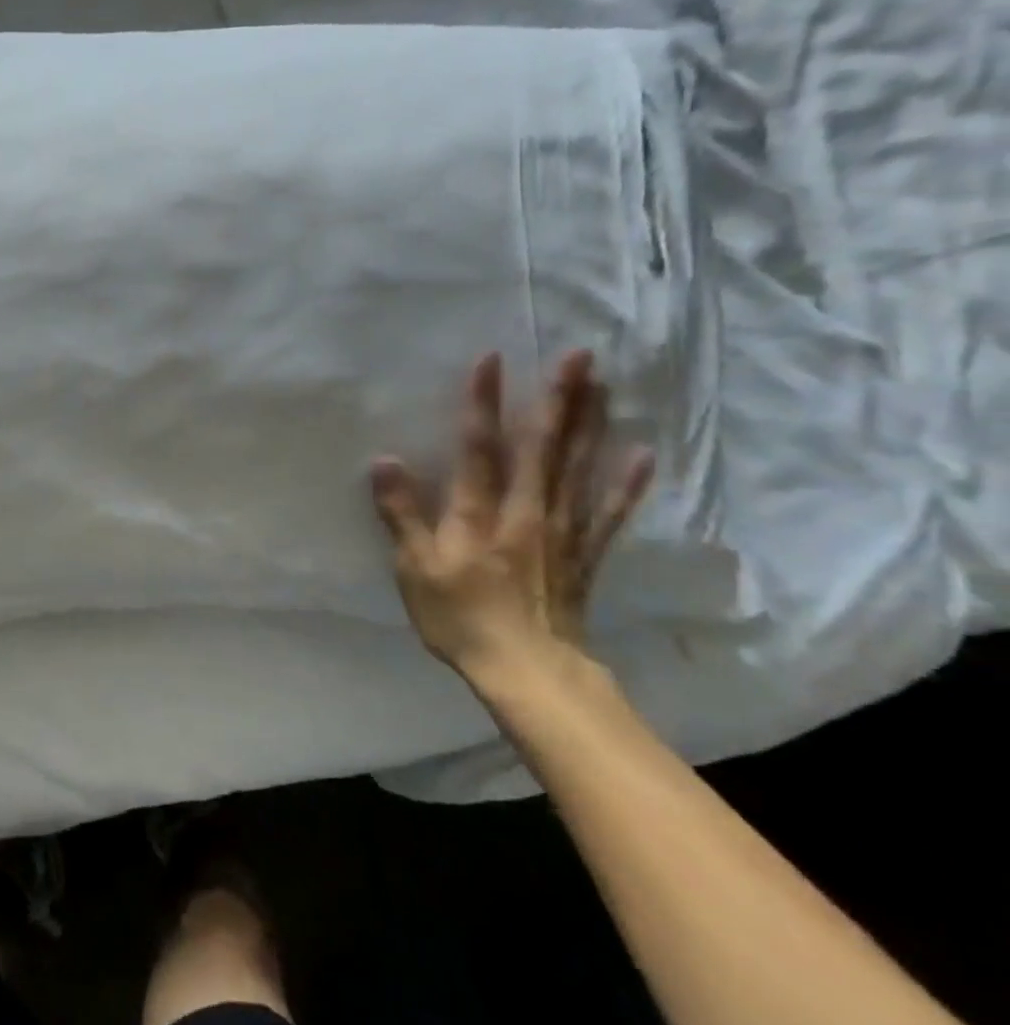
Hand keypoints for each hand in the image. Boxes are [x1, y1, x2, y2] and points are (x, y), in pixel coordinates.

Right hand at [368, 351, 652, 676]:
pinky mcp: (585, 555)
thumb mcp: (415, 568)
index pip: (480, 448)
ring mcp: (562, 531)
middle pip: (543, 447)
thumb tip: (384, 460)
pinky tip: (641, 454)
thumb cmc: (460, 617)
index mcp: (480, 513)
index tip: (492, 359)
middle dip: (559, 399)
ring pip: (578, 469)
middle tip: (579, 354)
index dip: (483, 403)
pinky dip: (625, 485)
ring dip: (592, 424)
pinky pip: (608, 513)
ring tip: (604, 384)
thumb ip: (401, 513)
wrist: (526, 670)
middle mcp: (526, 511)